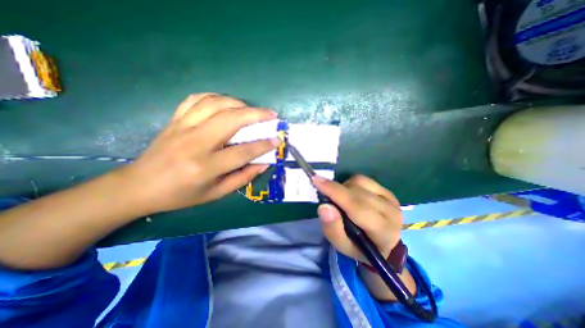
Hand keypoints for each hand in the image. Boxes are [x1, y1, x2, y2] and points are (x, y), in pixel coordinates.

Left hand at [119, 94, 279, 213]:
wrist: (139, 186)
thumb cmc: (181, 195)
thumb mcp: (216, 193)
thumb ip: (243, 177)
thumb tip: (263, 163)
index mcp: (206, 166)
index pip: (243, 151)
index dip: (263, 145)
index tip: (277, 140)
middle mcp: (195, 143)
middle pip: (231, 119)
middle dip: (256, 114)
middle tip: (271, 115)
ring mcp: (182, 127)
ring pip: (215, 103)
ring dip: (238, 103)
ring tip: (251, 109)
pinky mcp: (174, 120)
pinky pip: (196, 99)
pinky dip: (216, 97)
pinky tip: (226, 103)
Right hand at [312, 176, 404, 261]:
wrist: (382, 245)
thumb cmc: (359, 247)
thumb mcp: (342, 246)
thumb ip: (332, 228)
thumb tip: (324, 206)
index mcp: (383, 232)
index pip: (357, 207)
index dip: (335, 192)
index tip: (316, 180)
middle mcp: (391, 212)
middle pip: (357, 193)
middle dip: (335, 190)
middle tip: (323, 192)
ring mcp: (391, 199)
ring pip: (359, 182)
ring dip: (343, 187)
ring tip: (340, 199)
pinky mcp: (387, 191)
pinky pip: (363, 179)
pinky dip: (350, 184)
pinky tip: (349, 194)